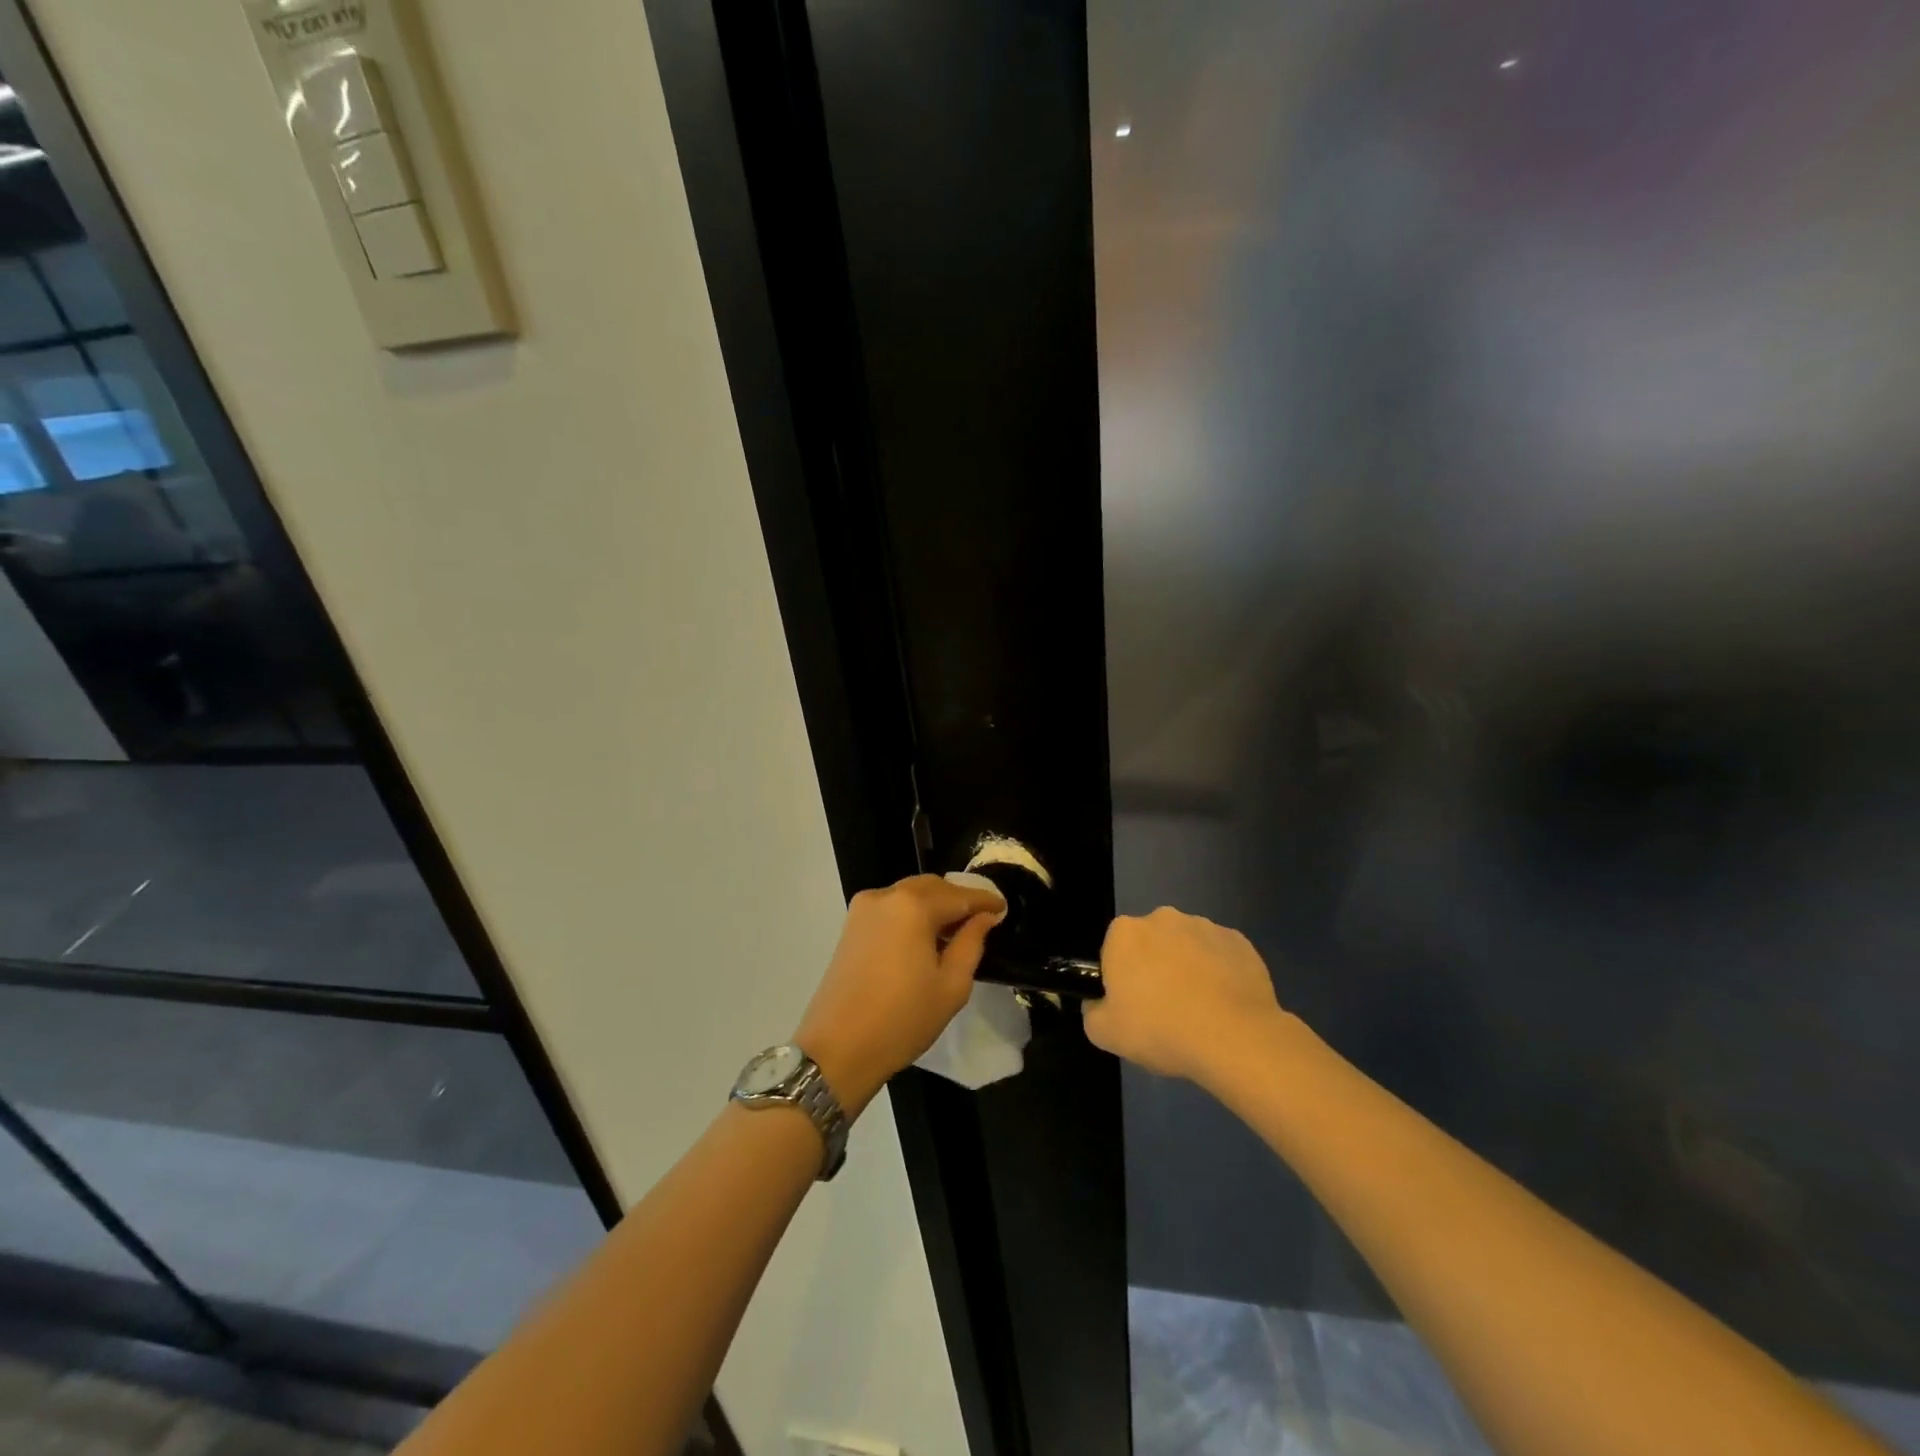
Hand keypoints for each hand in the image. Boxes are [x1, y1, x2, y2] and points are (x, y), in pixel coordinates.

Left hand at [795, 874, 1005, 1116]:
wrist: (838, 1049)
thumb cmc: (903, 1020)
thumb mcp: (951, 986)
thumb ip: (971, 943)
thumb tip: (984, 917)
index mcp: (913, 906)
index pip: (959, 895)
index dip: (985, 901)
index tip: (1003, 909)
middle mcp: (886, 896)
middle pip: (932, 887)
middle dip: (958, 899)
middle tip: (981, 921)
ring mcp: (863, 909)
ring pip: (909, 894)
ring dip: (934, 905)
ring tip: (954, 933)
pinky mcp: (850, 925)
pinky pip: (891, 908)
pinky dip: (912, 914)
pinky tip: (924, 939)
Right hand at [1082, 907, 1291, 1085]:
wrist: (1234, 1039)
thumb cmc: (1160, 1030)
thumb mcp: (1104, 1033)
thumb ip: (1092, 1010)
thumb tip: (1099, 1003)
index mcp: (1125, 933)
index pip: (1114, 950)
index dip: (1121, 978)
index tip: (1132, 1005)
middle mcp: (1163, 918)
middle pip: (1151, 943)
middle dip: (1154, 967)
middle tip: (1164, 1009)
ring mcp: (1205, 926)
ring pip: (1187, 946)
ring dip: (1188, 968)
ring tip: (1200, 1011)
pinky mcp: (1239, 942)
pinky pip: (1220, 956)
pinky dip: (1220, 973)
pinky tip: (1225, 1005)